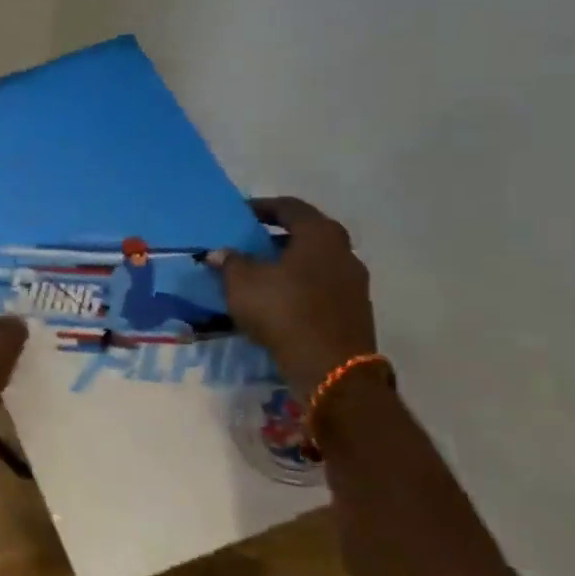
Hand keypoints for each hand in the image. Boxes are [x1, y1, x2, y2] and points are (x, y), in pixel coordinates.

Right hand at [205, 197, 376, 394]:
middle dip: (277, 237)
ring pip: (315, 262)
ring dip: (289, 264)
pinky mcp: (354, 311)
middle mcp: (344, 252)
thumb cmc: (284, 310)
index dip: (262, 207)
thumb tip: (220, 253)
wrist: (330, 368)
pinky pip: (321, 287)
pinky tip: (278, 300)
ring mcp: (354, 283)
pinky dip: (299, 287)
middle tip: (249, 244)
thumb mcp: (242, 282)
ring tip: (259, 274)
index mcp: (320, 235)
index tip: (240, 214)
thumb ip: (230, 261)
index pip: (290, 207)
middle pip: (307, 234)